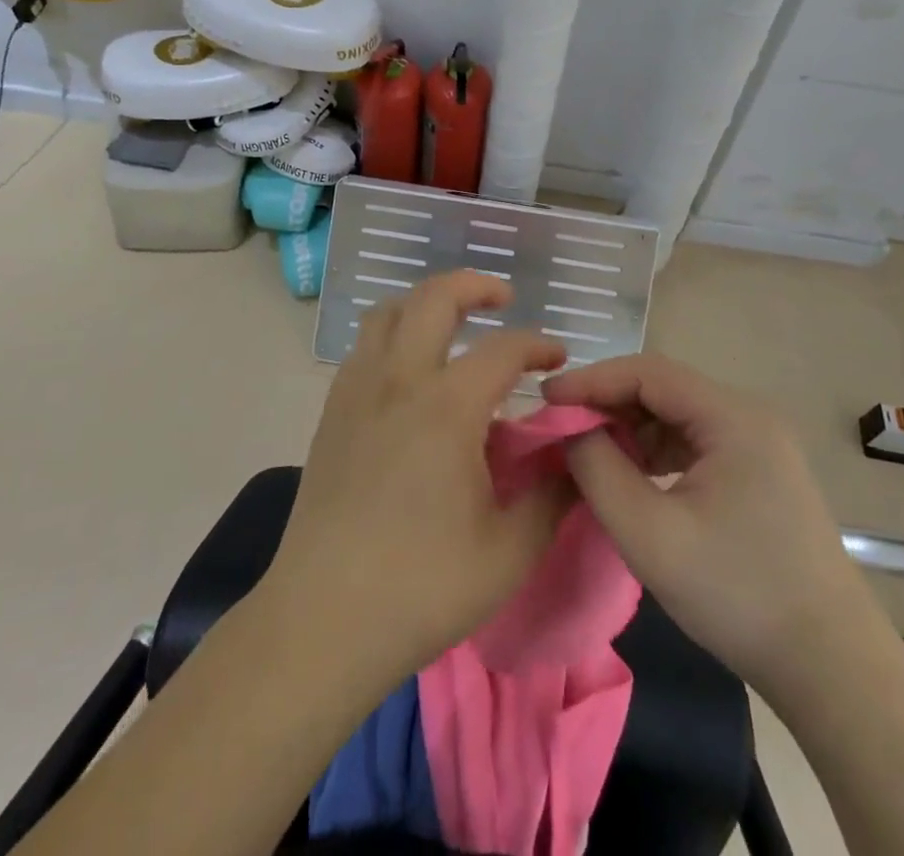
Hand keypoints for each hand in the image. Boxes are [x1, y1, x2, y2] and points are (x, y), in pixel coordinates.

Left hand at [263, 271, 575, 688]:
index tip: (558, 359)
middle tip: (503, 298)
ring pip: (389, 312)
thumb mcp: (510, 550)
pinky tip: (410, 368)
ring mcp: (358, 391)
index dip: (538, 345)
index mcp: (447, 407)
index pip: (503, 349)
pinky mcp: (332, 412)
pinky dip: (394, 332)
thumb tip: (580, 455)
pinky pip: (365, 346)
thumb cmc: (422, 586)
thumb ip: (553, 495)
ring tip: (454, 321)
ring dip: (426, 302)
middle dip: (474, 285)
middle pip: (434, 298)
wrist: (323, 618)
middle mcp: (399, 380)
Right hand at [543, 355, 866, 687]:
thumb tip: (571, 430)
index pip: (648, 372)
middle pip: (664, 389)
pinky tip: (633, 477)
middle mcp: (749, 417)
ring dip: (630, 429)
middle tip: (562, 429)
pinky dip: (656, 452)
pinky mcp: (759, 474)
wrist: (830, 668)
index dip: (592, 380)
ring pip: (677, 416)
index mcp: (733, 418)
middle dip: (609, 404)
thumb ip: (599, 470)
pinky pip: (694, 443)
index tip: (546, 400)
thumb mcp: (650, 534)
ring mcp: (759, 445)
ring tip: (590, 454)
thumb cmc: (738, 595)